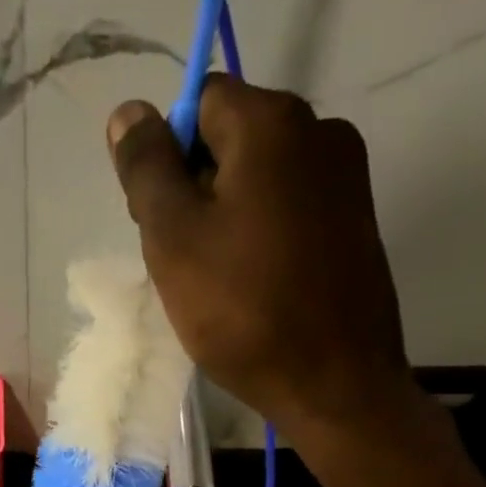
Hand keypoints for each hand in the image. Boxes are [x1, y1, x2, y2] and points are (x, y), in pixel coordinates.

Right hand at [107, 76, 411, 448]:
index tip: (162, 224)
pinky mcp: (356, 224)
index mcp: (273, 121)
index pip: (197, 103)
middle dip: (196, 190)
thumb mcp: (174, 238)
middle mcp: (321, 130)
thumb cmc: (243, 309)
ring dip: (227, 219)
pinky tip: (255, 287)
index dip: (166, 158)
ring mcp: (347, 179)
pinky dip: (263, 238)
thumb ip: (146, 169)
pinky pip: (290, 212)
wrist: (334, 383)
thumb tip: (129, 112)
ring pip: (260, 181)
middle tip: (186, 262)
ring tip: (220, 283)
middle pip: (231, 140)